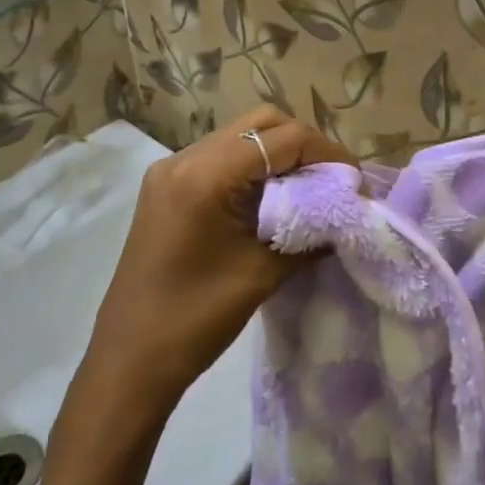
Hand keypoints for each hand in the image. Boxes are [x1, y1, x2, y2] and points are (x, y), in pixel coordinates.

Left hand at [83, 107, 351, 422]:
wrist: (130, 360)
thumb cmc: (196, 320)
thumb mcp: (262, 273)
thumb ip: (309, 232)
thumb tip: (345, 212)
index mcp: (205, 176)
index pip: (282, 139)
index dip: (326, 153)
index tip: (354, 180)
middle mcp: (184, 158)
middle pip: (260, 124)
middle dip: (304, 144)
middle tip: (332, 178)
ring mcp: (170, 169)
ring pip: (240, 136)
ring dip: (278, 153)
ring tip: (309, 186)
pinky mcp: (166, 186)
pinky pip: (220, 157)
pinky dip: (253, 166)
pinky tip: (272, 196)